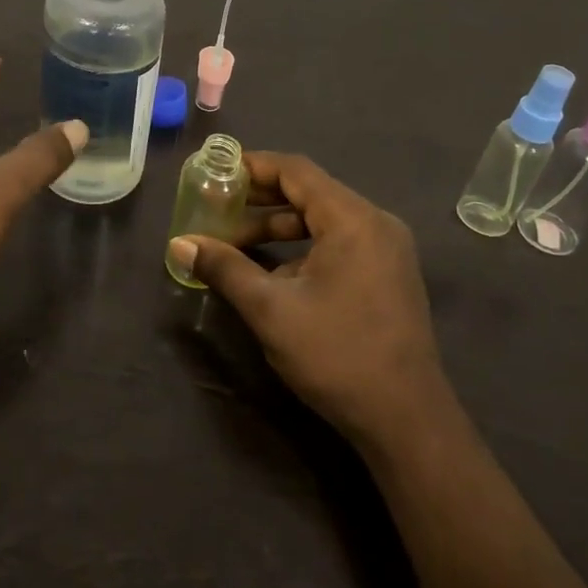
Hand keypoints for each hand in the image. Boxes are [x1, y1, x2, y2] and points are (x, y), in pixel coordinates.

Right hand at [167, 152, 451, 454]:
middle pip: (310, 192)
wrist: (407, 421)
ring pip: (324, 220)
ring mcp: (387, 250)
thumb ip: (225, 269)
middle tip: (218, 206)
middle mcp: (375, 223)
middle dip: (261, 199)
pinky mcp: (389, 275)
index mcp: (353, 219)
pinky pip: (339, 243)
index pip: (296, 170)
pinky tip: (273, 273)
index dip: (253, 166)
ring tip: (236, 242)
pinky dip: (304, 248)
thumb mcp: (271, 310)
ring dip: (280, 226)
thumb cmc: (337, 355)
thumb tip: (179, 245)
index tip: (216, 172)